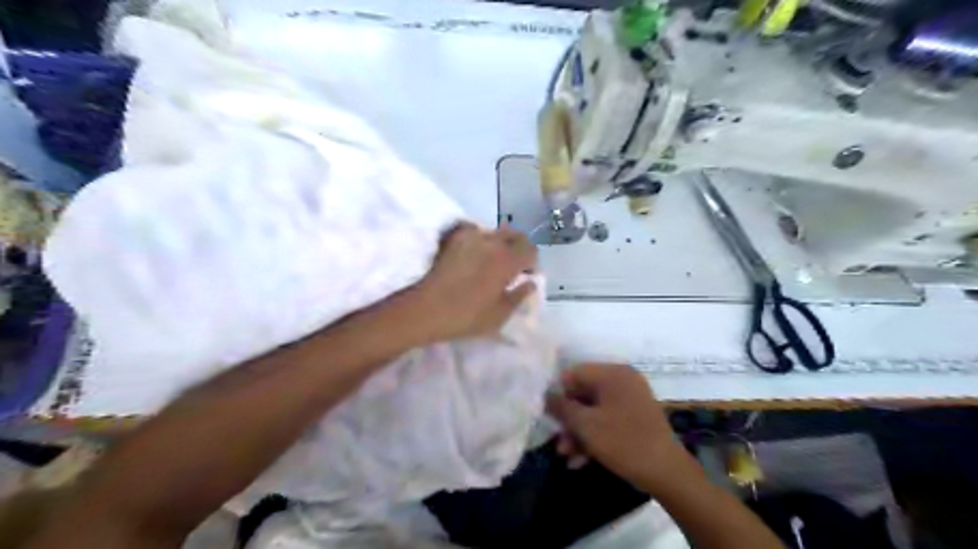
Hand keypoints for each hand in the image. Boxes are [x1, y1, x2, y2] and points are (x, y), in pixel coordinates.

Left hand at [410, 223, 538, 342]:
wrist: (426, 309)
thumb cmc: (466, 316)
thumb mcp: (499, 315)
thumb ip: (519, 296)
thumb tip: (530, 283)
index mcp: (507, 261)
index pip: (531, 250)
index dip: (532, 262)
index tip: (526, 275)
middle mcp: (492, 243)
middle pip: (515, 235)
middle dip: (518, 248)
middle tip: (513, 266)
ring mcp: (470, 237)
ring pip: (494, 232)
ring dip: (499, 243)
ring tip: (491, 260)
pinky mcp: (452, 239)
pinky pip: (473, 230)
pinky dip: (478, 237)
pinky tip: (473, 252)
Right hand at [542, 365, 693, 492]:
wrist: (666, 472)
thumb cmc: (623, 442)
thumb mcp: (586, 425)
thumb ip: (562, 407)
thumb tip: (545, 395)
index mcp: (613, 373)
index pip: (574, 372)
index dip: (557, 392)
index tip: (546, 412)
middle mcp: (622, 380)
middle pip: (583, 392)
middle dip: (568, 418)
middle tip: (556, 438)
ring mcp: (630, 399)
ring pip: (594, 409)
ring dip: (578, 431)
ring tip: (566, 454)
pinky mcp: (635, 417)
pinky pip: (607, 419)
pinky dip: (594, 435)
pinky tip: (581, 458)